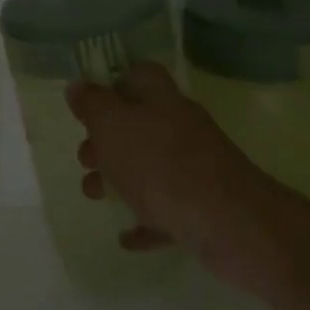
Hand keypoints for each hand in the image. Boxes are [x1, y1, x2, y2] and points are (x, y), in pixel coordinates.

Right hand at [69, 62, 278, 292]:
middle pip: (140, 123)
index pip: (139, 74)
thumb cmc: (162, 166)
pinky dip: (145, 219)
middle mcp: (181, 127)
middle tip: (84, 158)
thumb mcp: (114, 127)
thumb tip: (77, 87)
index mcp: (161, 100)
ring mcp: (196, 168)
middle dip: (107, 140)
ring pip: (150, 167)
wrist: (231, 225)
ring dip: (119, 179)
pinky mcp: (204, 207)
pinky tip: (127, 235)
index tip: (89, 105)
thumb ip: (92, 105)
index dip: (113, 83)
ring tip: (94, 195)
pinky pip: (167, 210)